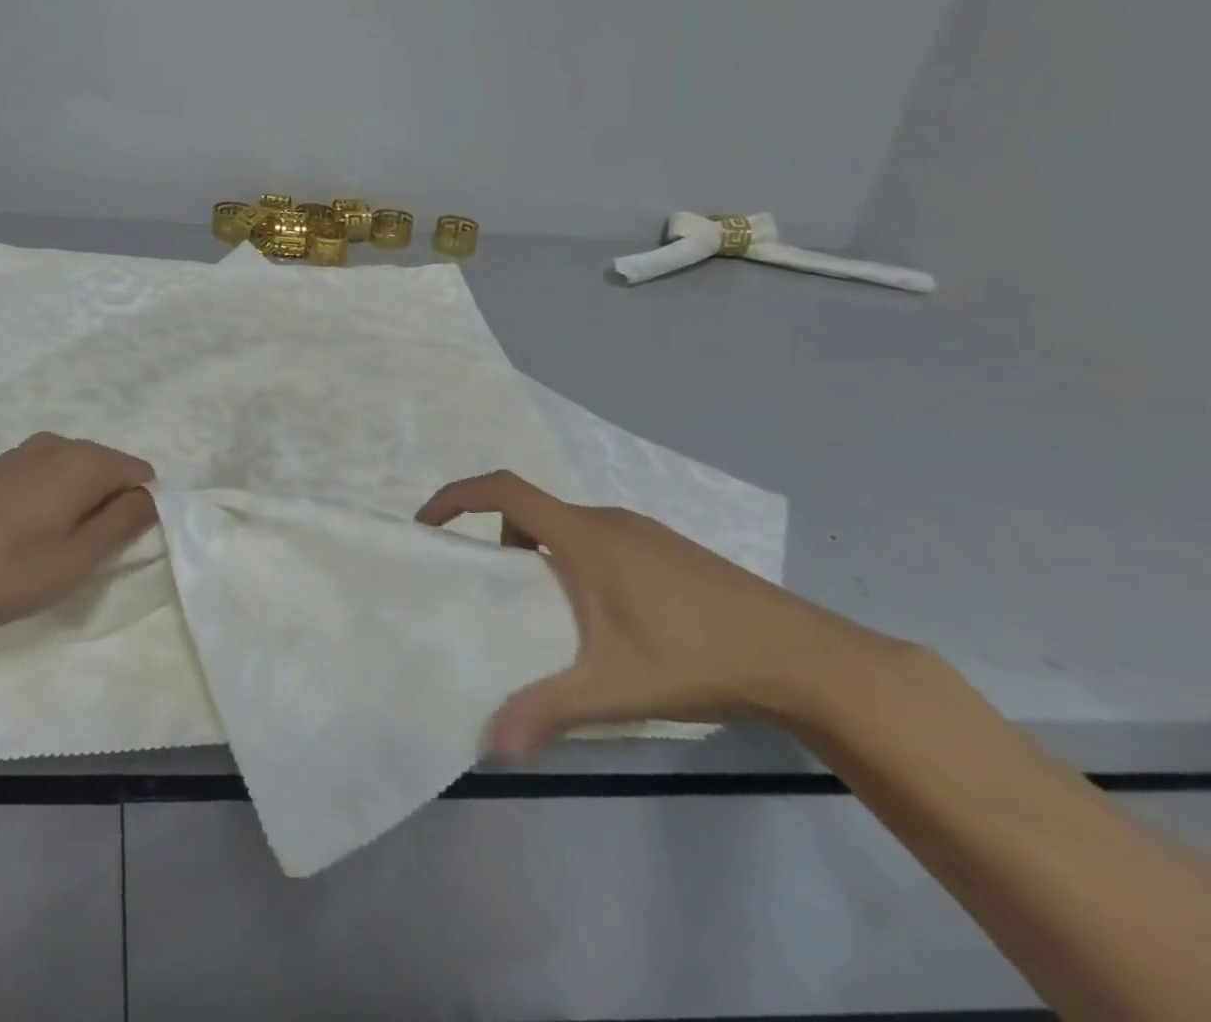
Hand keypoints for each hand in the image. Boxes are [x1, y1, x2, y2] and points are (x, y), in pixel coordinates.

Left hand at [0, 433, 156, 632]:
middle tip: (84, 553)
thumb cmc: (8, 570)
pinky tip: (24, 534)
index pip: (141, 473)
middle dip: (108, 505)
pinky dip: (50, 499)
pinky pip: (46, 475)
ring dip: (78, 504)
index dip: (138, 511)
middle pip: (108, 469)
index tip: (116, 547)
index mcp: (85, 461)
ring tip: (52, 547)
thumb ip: (125, 521)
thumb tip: (151, 496)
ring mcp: (24, 451)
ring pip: (76, 473)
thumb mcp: (79, 557)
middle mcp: (59, 444)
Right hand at [417, 471, 906, 757]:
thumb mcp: (614, 687)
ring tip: (546, 615)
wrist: (805, 659)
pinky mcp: (666, 549)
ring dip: (539, 554)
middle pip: (531, 511)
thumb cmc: (697, 658)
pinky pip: (598, 540)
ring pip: (567, 527)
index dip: (457, 497)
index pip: (504, 490)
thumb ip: (548, 709)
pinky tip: (604, 621)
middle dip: (497, 541)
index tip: (429, 524)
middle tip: (491, 592)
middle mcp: (608, 520)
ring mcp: (642, 531)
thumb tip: (492, 743)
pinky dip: (574, 561)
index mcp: (584, 535)